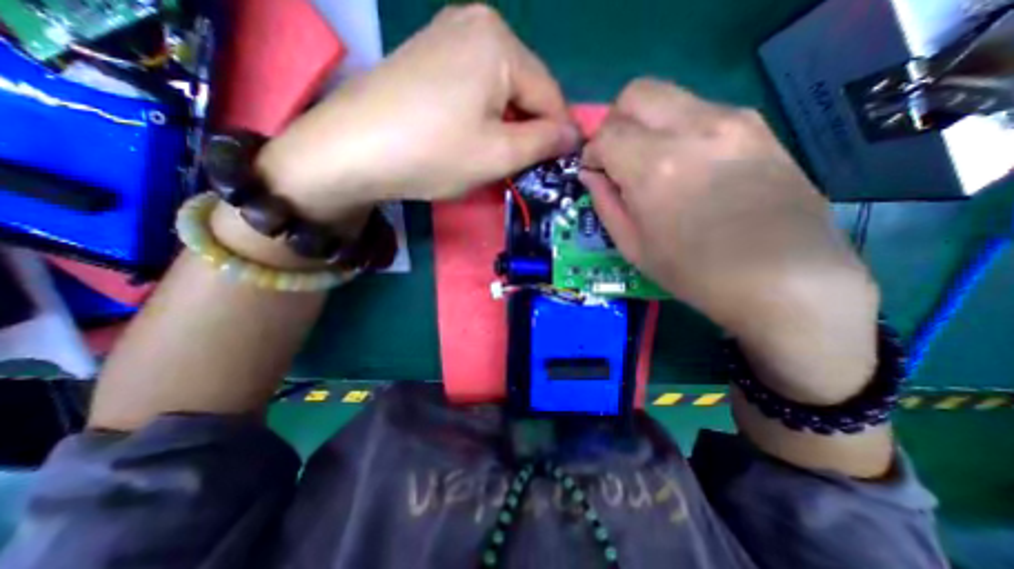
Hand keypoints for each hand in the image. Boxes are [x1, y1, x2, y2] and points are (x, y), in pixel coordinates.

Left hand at [258, 4, 581, 225]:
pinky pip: (475, 85)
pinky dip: (483, 113)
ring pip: (500, 88)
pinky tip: (470, 134)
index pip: (550, 94)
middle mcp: (476, 22)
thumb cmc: (433, 152)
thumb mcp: (499, 154)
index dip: (559, 134)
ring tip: (496, 153)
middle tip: (523, 165)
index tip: (560, 165)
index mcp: (500, 42)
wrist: (353, 149)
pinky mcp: (429, 54)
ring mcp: (447, 34)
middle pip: (525, 87)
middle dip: (529, 128)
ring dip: (507, 123)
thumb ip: (544, 142)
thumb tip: (573, 136)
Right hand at [583, 78, 885, 404]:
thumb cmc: (694, 273)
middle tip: (617, 157)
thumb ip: (605, 203)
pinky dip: (678, 128)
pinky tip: (686, 164)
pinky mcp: (757, 126)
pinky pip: (701, 109)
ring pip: (669, 96)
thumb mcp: (633, 247)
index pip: (606, 134)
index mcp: (655, 169)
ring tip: (651, 162)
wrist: (783, 279)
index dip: (592, 153)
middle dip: (615, 123)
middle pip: (636, 93)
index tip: (595, 173)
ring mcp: (731, 121)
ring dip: (647, 124)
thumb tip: (590, 174)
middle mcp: (692, 131)